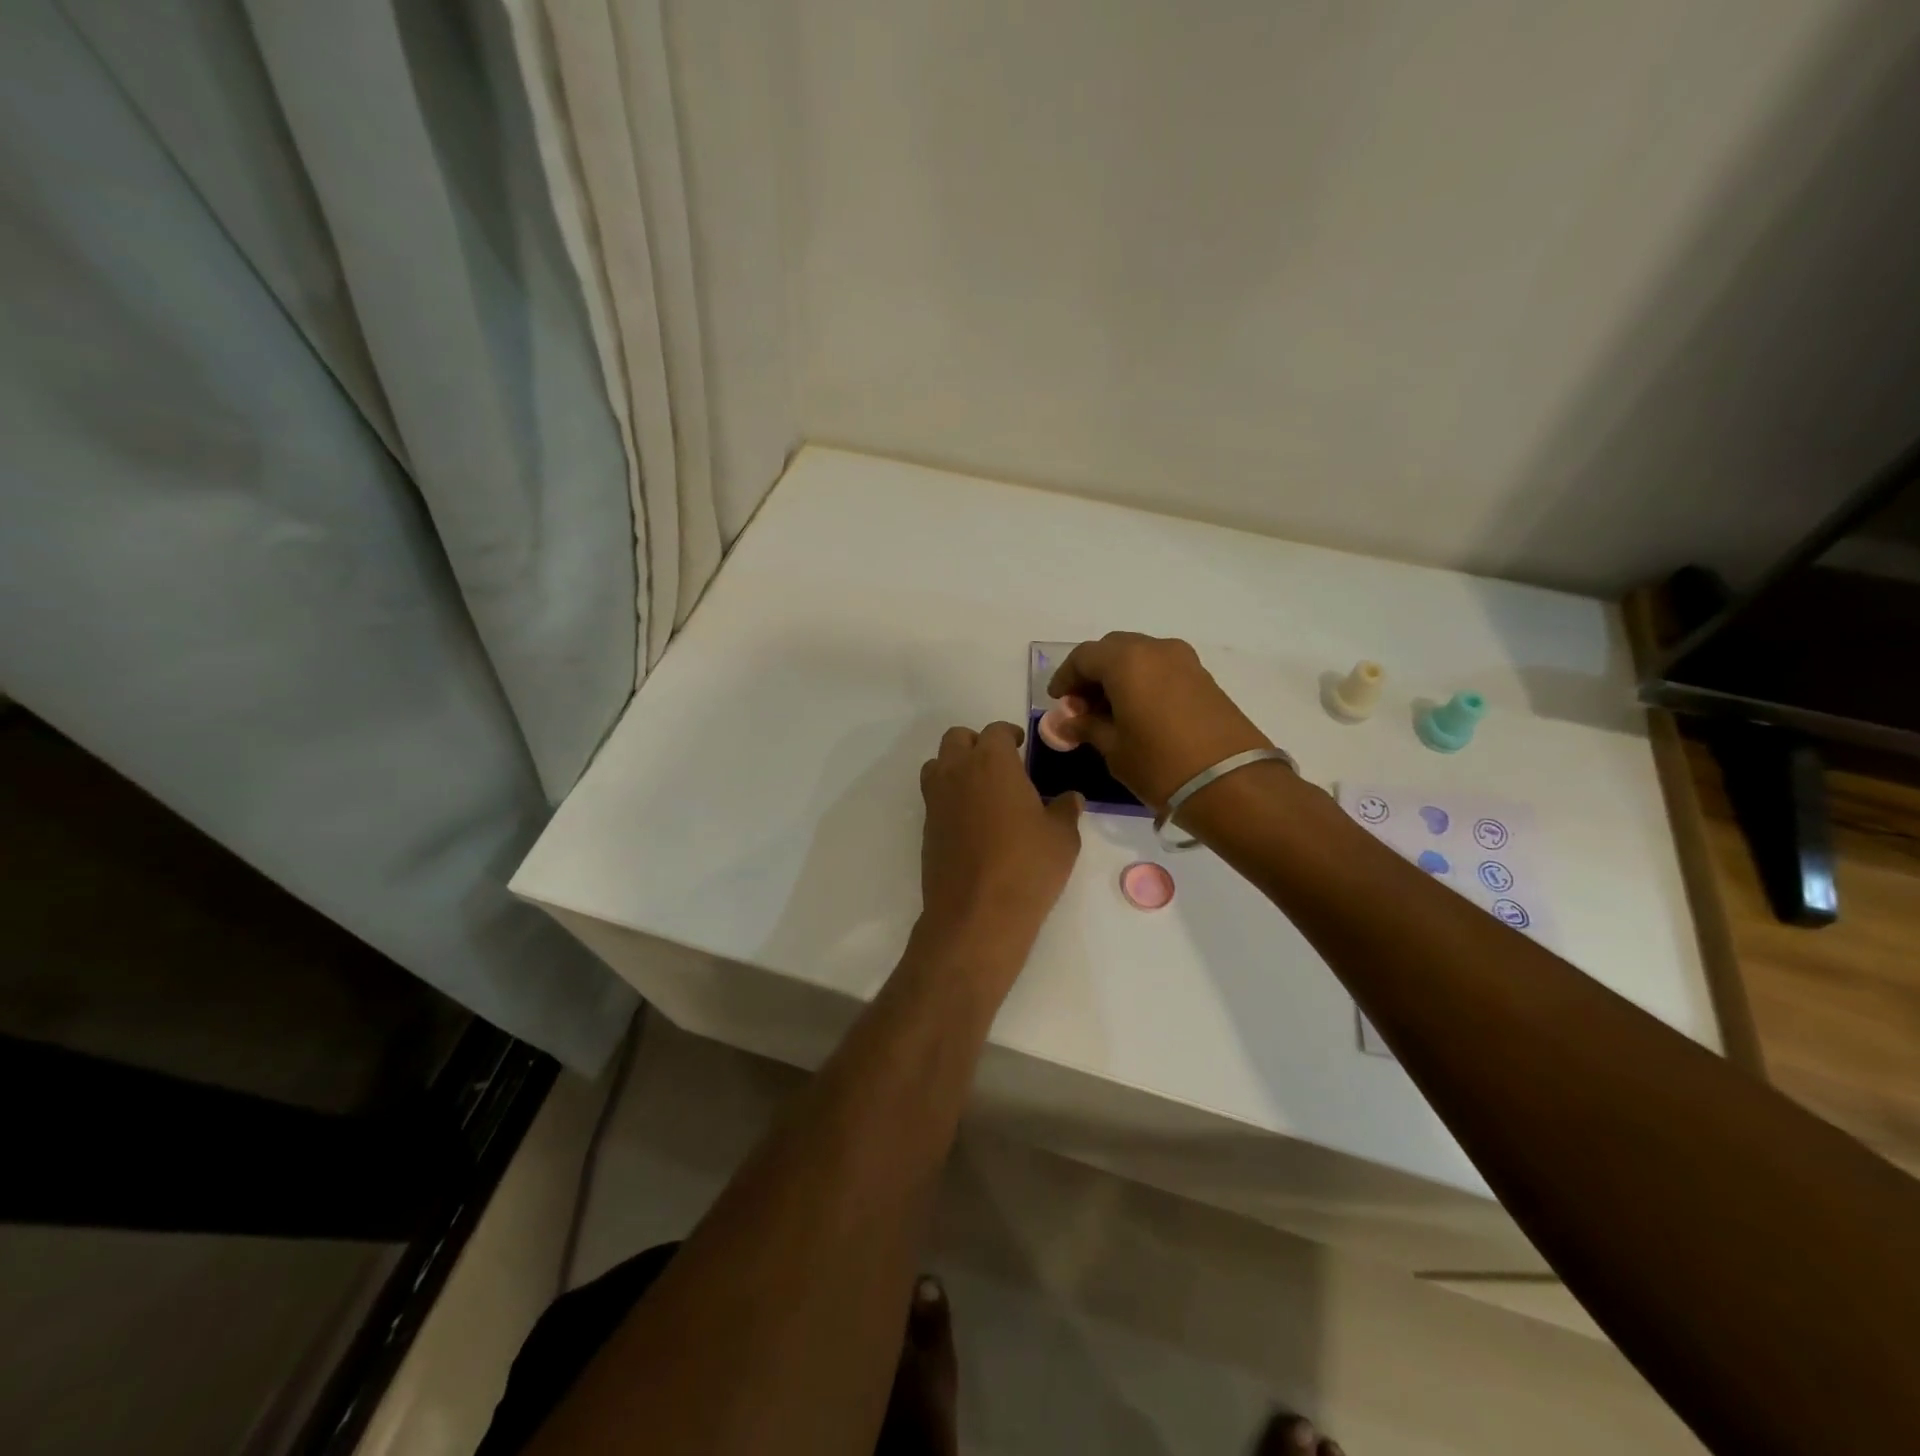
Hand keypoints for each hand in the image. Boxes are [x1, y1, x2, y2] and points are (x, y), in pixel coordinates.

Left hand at [918, 722, 1082, 962]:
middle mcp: (958, 772)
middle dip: (976, 743)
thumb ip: (1065, 811)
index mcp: (993, 762)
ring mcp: (936, 800)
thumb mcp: (1062, 838)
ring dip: (955, 766)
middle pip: (957, 738)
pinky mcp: (926, 828)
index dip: (1009, 734)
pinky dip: (949, 796)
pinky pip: (934, 797)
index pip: (995, 731)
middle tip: (999, 762)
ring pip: (938, 764)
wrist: (977, 913)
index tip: (1020, 745)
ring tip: (980, 787)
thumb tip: (1071, 798)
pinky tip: (971, 820)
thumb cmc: (1027, 867)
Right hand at [1046, 632, 1272, 810]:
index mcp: (1127, 660)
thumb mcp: (1114, 749)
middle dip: (1092, 674)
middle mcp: (1156, 649)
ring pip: (1139, 657)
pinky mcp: (1204, 678)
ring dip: (1118, 677)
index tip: (1057, 702)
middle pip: (1112, 650)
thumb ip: (1087, 727)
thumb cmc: (1160, 765)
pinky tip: (1137, 714)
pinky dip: (1142, 682)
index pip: (1083, 657)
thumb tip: (1068, 721)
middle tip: (1081, 707)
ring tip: (1109, 714)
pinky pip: (1161, 669)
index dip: (1065, 677)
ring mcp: (1185, 661)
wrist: (1233, 784)